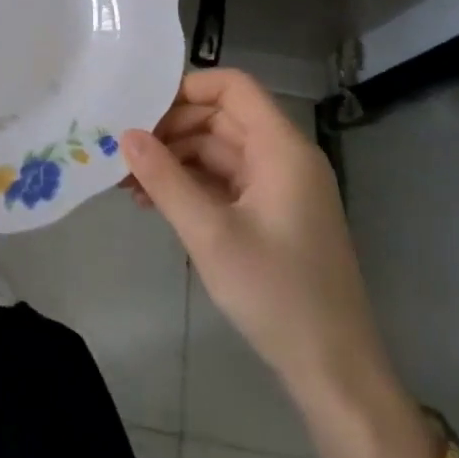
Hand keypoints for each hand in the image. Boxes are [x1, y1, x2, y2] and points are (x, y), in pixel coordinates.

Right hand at [120, 68, 388, 400]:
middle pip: (220, 117)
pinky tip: (155, 203)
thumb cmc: (276, 293)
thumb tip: (125, 135)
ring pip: (218, 150)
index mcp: (281, 148)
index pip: (233, 87)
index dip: (186, 88)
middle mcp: (283, 157)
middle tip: (124, 151)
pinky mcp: (271, 214)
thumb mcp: (210, 234)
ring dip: (174, 159)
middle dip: (171, 129)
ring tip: (129, 182)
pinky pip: (224, 181)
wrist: (333, 371)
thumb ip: (164, 179)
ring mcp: (278, 187)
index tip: (140, 110)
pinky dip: (190, 184)